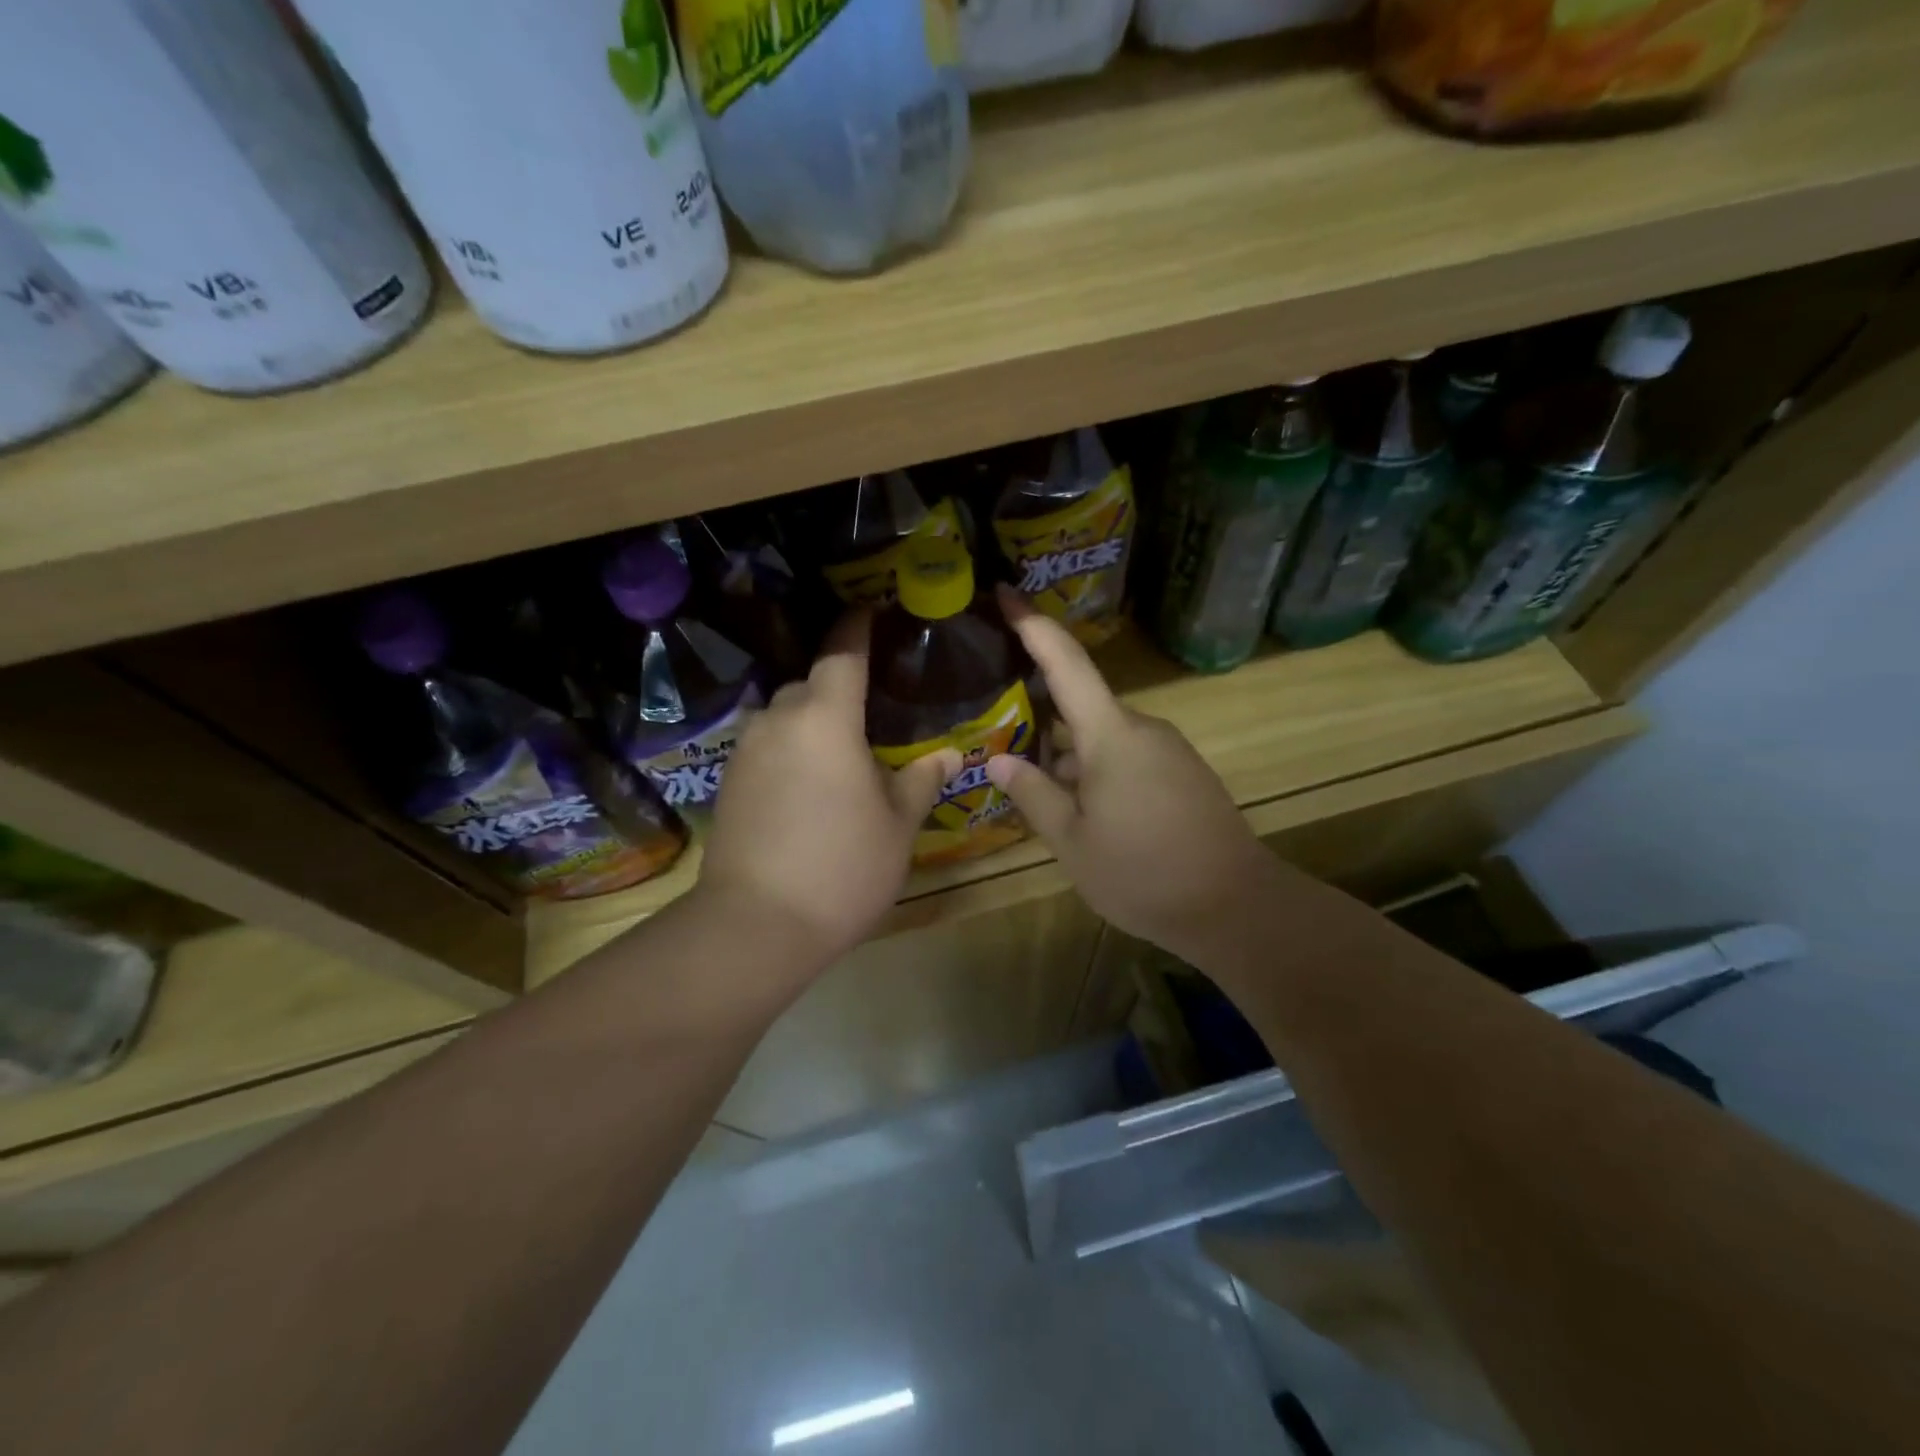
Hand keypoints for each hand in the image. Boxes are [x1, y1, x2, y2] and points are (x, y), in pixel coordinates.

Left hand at [698, 612, 961, 966]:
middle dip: (839, 687)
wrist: (755, 926)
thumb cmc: (842, 867)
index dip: (858, 627)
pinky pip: (767, 746)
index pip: (842, 652)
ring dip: (812, 721)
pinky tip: (810, 784)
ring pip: (785, 716)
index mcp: (825, 717)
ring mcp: (746, 750)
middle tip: (873, 708)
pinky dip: (791, 749)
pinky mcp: (728, 781)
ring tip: (842, 750)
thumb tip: (950, 753)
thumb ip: (921, 779)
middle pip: (811, 684)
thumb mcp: (897, 825)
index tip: (872, 611)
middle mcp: (779, 720)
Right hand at [986, 588, 1273, 963]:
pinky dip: (1098, 771)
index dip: (1034, 625)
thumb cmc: (1142, 873)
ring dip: (1070, 756)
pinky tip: (1085, 812)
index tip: (1006, 591)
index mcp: (1111, 735)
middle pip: (1081, 707)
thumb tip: (1000, 760)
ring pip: (1104, 738)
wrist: (1236, 907)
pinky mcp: (1184, 773)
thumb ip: (1034, 795)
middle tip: (1002, 740)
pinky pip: (1128, 757)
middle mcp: (1143, 729)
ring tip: (1040, 793)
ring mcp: (1168, 750)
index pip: (1066, 663)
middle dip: (1042, 720)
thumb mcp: (1072, 842)